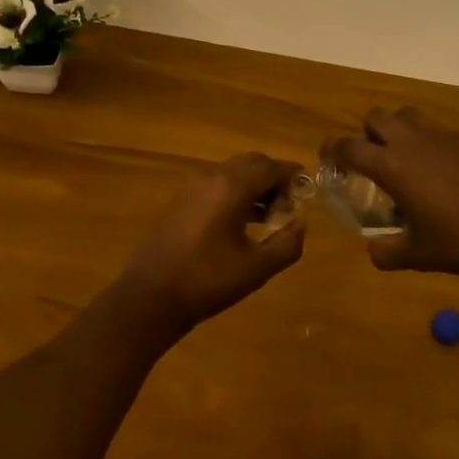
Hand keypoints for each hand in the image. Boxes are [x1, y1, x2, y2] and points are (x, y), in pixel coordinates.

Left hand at [114, 153, 306, 336]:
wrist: (150, 296)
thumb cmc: (207, 281)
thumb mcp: (256, 269)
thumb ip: (287, 244)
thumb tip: (301, 223)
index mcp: (231, 186)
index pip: (271, 166)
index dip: (293, 175)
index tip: (308, 189)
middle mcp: (212, 176)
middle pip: (252, 163)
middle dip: (274, 178)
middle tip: (289, 205)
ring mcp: (193, 186)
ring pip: (233, 172)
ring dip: (255, 185)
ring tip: (270, 216)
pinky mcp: (182, 199)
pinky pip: (217, 184)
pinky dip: (236, 192)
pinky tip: (243, 221)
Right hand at [324, 109, 458, 282]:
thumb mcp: (417, 256)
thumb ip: (386, 252)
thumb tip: (373, 250)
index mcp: (391, 165)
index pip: (348, 145)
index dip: (332, 150)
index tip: (328, 160)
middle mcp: (412, 141)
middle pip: (376, 117)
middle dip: (367, 133)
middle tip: (372, 160)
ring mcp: (443, 135)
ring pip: (407, 116)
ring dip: (398, 130)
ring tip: (406, 159)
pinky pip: (440, 131)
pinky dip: (432, 144)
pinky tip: (447, 173)